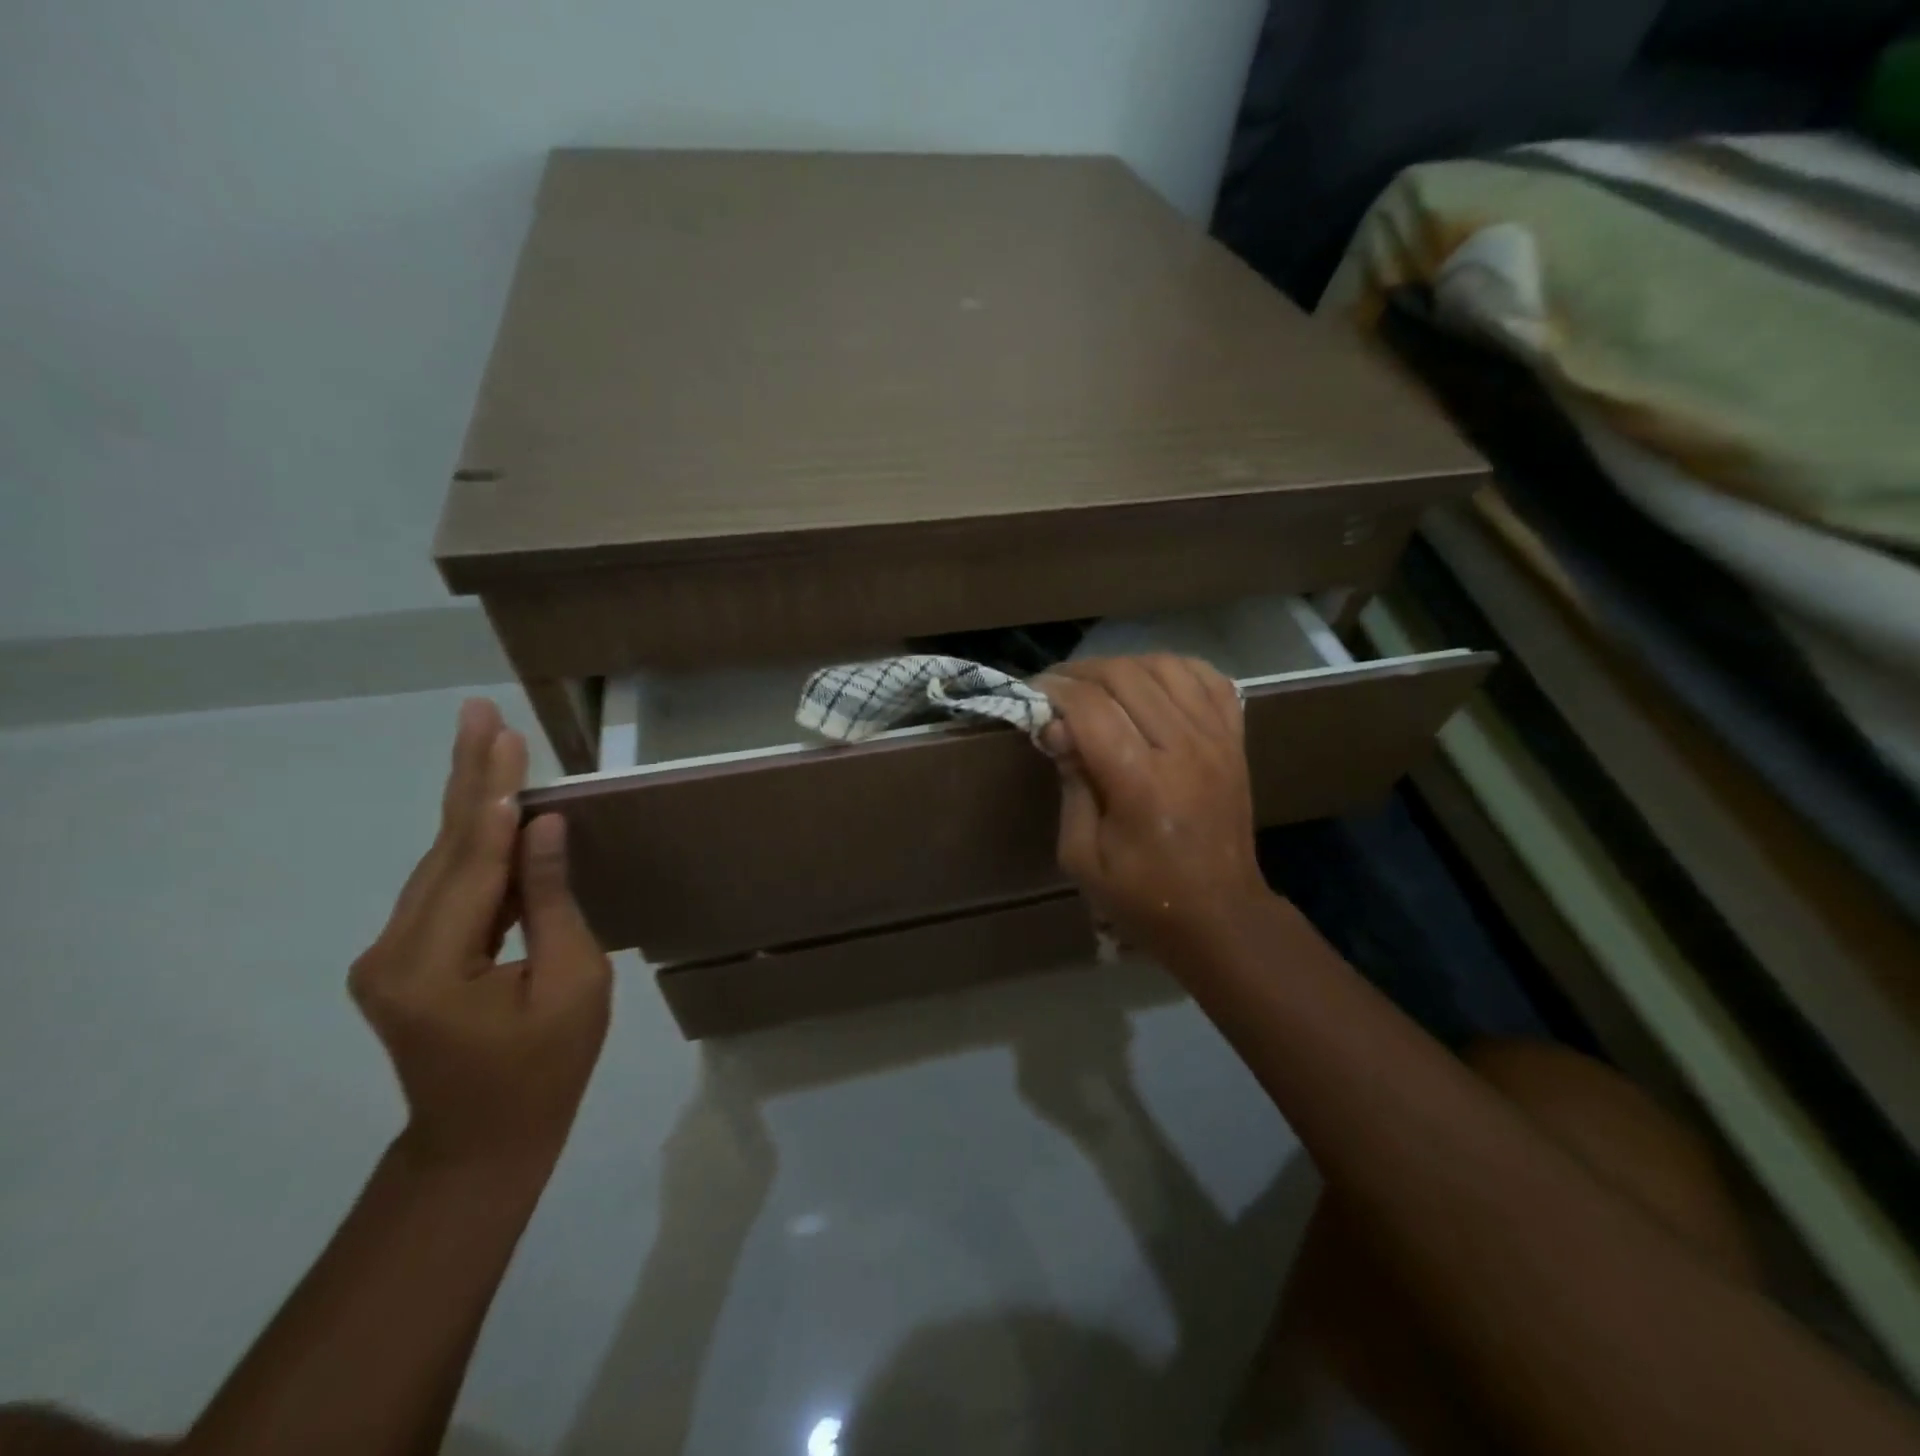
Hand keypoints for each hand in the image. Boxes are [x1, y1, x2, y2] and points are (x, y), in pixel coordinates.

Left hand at [349, 699, 611, 1167]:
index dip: (496, 797)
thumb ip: (552, 902)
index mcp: (431, 965)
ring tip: (487, 743)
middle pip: (445, 849)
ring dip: (471, 803)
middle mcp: (392, 950)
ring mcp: (391, 954)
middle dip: (470, 778)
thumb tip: (545, 829)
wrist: (482, 1143)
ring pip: (441, 862)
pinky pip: (446, 888)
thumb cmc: (544, 1070)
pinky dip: (475, 844)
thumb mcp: (572, 984)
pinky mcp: (404, 958)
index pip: (474, 860)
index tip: (505, 738)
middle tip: (477, 712)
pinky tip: (494, 809)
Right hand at [1036, 656, 1273, 959]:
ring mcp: (1216, 739)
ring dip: (1124, 666)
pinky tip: (1152, 683)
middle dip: (1081, 673)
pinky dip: (1176, 668)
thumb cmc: (1142, 896)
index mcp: (1141, 783)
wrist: (1220, 916)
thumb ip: (1070, 787)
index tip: (1033, 693)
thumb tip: (1057, 729)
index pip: (1091, 707)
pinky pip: (1209, 679)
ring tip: (1099, 685)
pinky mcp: (1235, 740)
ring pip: (1166, 666)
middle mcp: (1183, 748)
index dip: (1055, 691)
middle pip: (1126, 676)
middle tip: (1057, 688)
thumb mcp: (1082, 857)